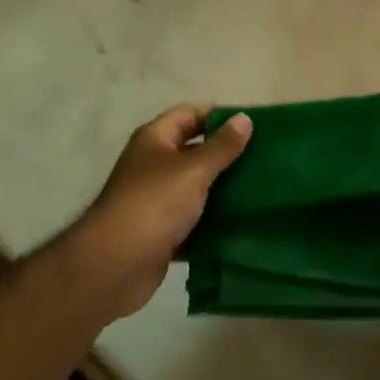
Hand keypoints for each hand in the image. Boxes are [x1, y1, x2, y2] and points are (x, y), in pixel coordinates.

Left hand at [65, 104, 251, 318]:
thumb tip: (245, 118)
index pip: (191, 113)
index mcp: (155, 139)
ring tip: (261, 188)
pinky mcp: (161, 232)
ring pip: (196, 187)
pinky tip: (242, 223)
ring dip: (222, 189)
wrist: (115, 266)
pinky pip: (193, 220)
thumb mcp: (194, 169)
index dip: (220, 115)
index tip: (254, 125)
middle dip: (226, 154)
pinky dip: (212, 221)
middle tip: (264, 158)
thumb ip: (221, 146)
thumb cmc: (154, 204)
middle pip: (195, 150)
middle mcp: (153, 164)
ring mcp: (156, 200)